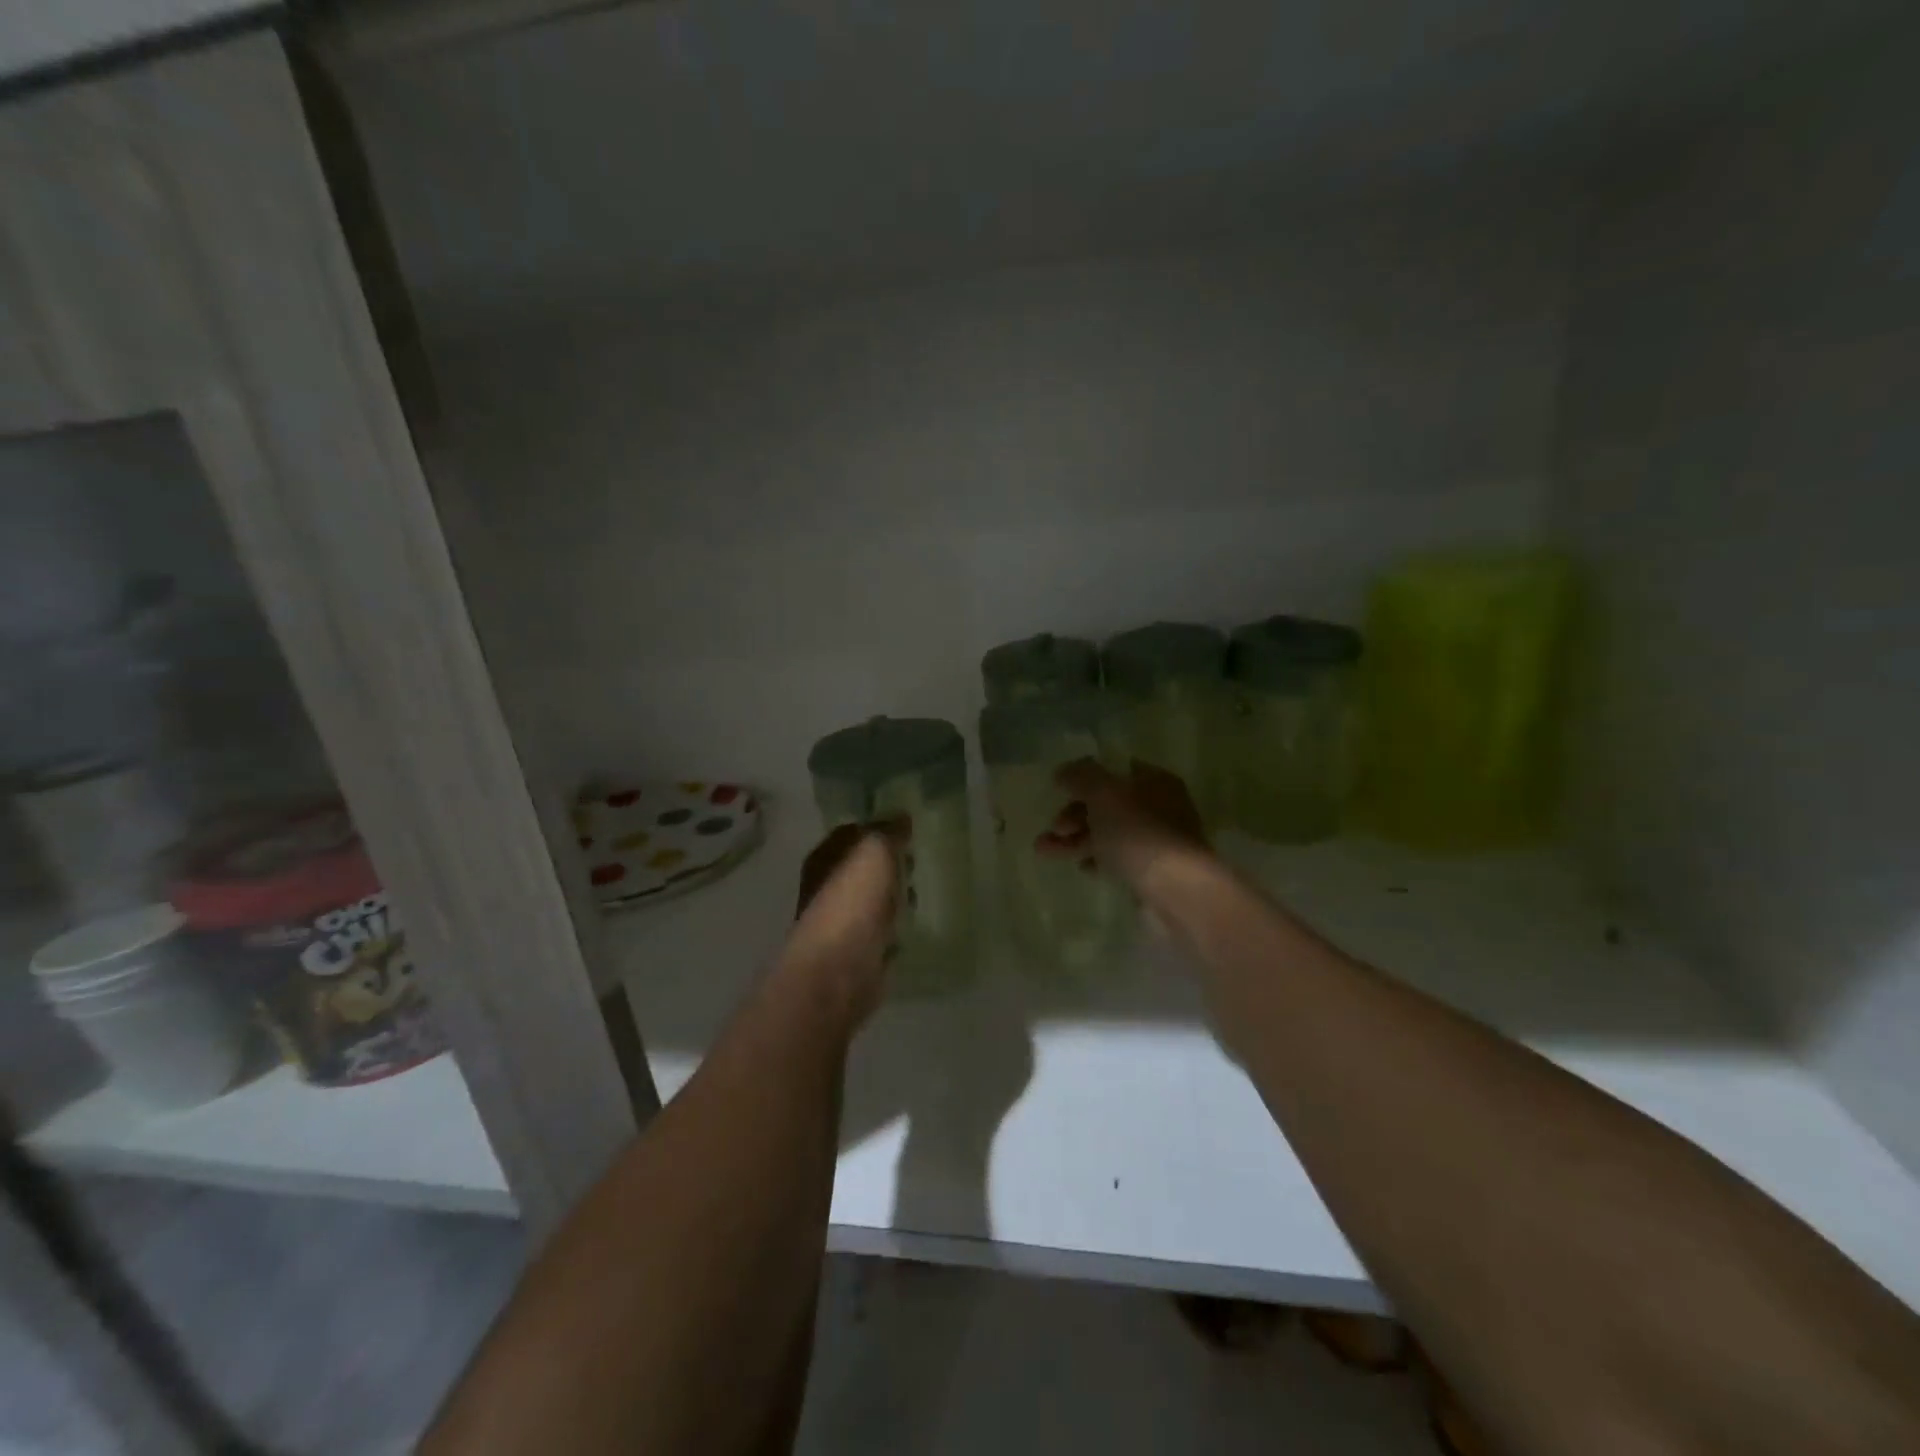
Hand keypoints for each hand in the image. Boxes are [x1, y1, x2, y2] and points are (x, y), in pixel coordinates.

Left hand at [782, 821, 902, 1026]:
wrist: (840, 970)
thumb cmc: (852, 902)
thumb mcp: (874, 852)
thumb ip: (888, 832)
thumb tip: (901, 816)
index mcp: (824, 858)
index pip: (852, 833)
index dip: (877, 827)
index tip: (908, 826)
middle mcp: (827, 888)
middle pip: (862, 867)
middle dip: (888, 862)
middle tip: (918, 857)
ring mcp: (842, 922)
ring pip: (873, 898)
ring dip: (894, 894)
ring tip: (921, 889)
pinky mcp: (858, 952)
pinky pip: (882, 929)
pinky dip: (895, 925)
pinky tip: (913, 923)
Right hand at [1037, 759, 1209, 894]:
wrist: (1176, 891)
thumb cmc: (1139, 833)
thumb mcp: (1104, 794)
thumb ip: (1081, 777)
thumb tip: (1063, 771)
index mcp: (1154, 781)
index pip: (1114, 771)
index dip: (1085, 779)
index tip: (1059, 791)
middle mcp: (1160, 807)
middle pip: (1109, 805)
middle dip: (1075, 815)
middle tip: (1054, 828)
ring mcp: (1157, 841)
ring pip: (1110, 833)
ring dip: (1076, 839)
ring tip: (1043, 851)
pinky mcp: (1153, 872)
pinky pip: (1119, 859)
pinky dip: (1097, 860)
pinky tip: (1082, 868)